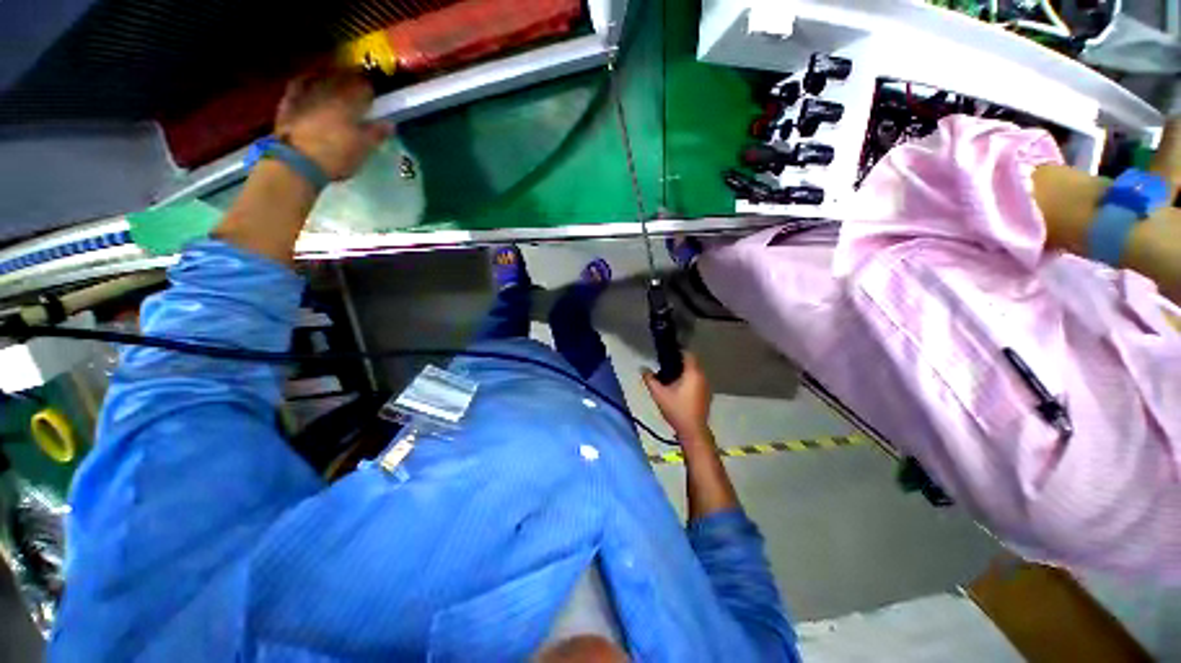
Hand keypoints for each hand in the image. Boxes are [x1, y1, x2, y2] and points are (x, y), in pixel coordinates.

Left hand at [274, 69, 392, 180]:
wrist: (296, 161)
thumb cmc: (336, 155)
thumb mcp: (363, 148)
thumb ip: (377, 133)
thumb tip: (390, 123)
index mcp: (350, 101)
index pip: (364, 87)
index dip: (371, 89)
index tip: (375, 95)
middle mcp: (328, 90)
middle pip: (342, 77)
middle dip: (351, 80)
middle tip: (358, 88)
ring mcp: (306, 93)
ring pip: (321, 76)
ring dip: (331, 77)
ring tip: (337, 83)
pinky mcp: (289, 100)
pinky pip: (300, 83)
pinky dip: (308, 80)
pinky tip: (311, 82)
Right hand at [642, 352, 712, 444]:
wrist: (692, 430)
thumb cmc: (676, 410)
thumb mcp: (659, 394)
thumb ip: (650, 379)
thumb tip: (642, 368)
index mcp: (693, 373)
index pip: (688, 354)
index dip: (677, 352)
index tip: (667, 354)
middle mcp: (702, 376)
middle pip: (692, 363)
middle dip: (680, 363)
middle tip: (666, 367)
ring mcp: (707, 386)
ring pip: (695, 372)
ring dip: (685, 372)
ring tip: (671, 378)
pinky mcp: (707, 395)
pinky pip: (698, 381)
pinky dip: (690, 381)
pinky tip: (680, 389)